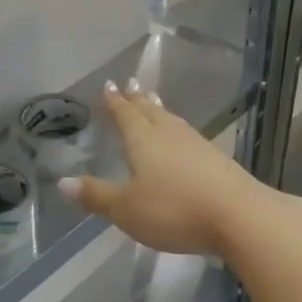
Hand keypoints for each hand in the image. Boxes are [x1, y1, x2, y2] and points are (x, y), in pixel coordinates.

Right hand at [59, 80, 274, 256]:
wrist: (238, 215)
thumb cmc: (174, 209)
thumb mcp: (126, 209)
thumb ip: (97, 195)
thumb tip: (63, 182)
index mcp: (144, 140)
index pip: (126, 115)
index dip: (115, 102)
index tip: (109, 86)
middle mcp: (170, 134)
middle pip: (151, 111)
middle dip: (137, 100)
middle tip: (131, 85)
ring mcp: (197, 145)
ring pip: (172, 120)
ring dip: (159, 110)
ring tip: (153, 102)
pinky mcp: (216, 159)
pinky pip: (188, 135)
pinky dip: (177, 129)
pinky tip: (182, 138)